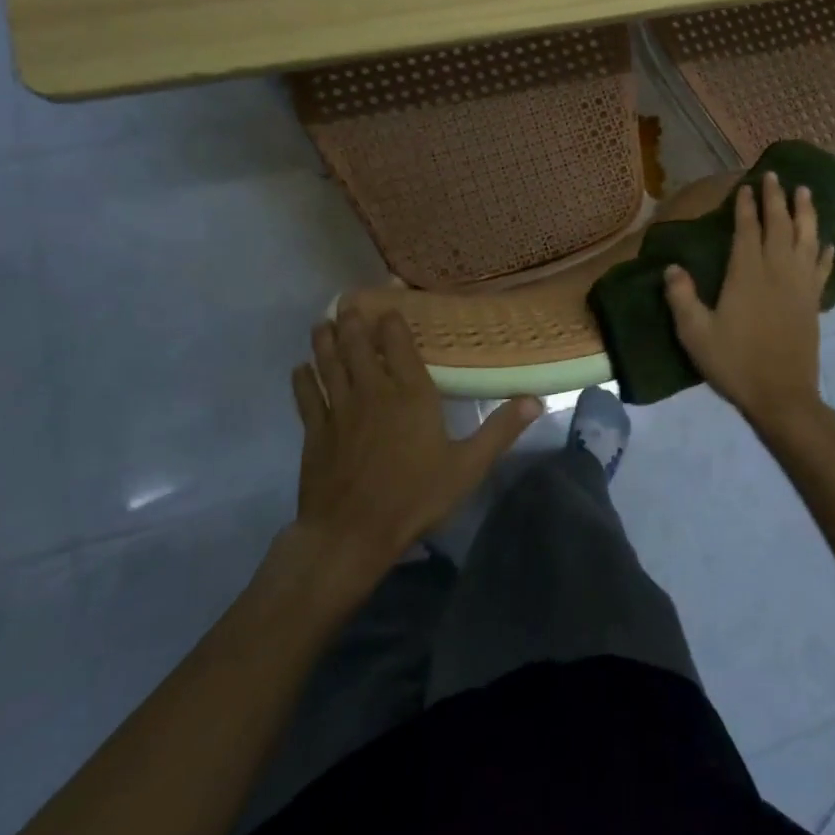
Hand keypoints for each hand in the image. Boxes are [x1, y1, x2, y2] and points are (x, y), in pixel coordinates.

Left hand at [285, 309, 540, 584]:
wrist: (352, 533)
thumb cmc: (414, 497)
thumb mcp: (467, 466)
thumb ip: (499, 431)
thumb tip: (535, 400)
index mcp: (411, 394)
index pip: (400, 346)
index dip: (392, 322)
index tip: (389, 303)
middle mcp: (373, 392)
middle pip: (360, 347)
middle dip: (354, 322)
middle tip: (348, 301)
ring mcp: (339, 410)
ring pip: (330, 365)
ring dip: (326, 341)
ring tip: (322, 322)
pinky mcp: (315, 432)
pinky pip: (307, 398)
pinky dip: (302, 380)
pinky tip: (299, 368)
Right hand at [663, 171, 834, 431]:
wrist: (781, 395)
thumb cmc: (735, 363)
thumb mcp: (696, 334)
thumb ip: (681, 298)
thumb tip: (672, 267)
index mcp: (747, 274)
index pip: (748, 230)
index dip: (747, 206)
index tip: (747, 185)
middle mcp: (778, 270)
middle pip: (779, 225)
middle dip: (776, 198)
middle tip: (775, 175)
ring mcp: (800, 285)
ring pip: (807, 239)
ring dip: (806, 213)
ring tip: (805, 191)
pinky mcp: (814, 302)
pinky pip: (823, 269)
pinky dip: (826, 252)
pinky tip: (828, 242)